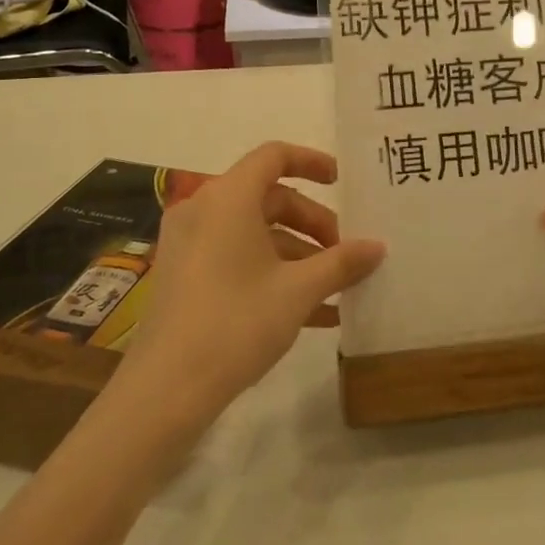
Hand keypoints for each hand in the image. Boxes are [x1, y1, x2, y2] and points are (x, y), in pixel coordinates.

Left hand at [115, 143, 384, 429]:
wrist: (166, 389)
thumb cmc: (237, 322)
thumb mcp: (298, 291)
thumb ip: (341, 262)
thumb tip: (378, 246)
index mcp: (228, 198)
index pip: (274, 156)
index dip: (311, 162)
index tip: (342, 182)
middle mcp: (204, 210)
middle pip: (269, 199)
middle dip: (313, 224)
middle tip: (345, 254)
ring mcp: (189, 244)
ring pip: (254, 233)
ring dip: (298, 255)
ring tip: (336, 290)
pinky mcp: (184, 276)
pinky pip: (236, 259)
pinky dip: (272, 274)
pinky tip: (311, 314)